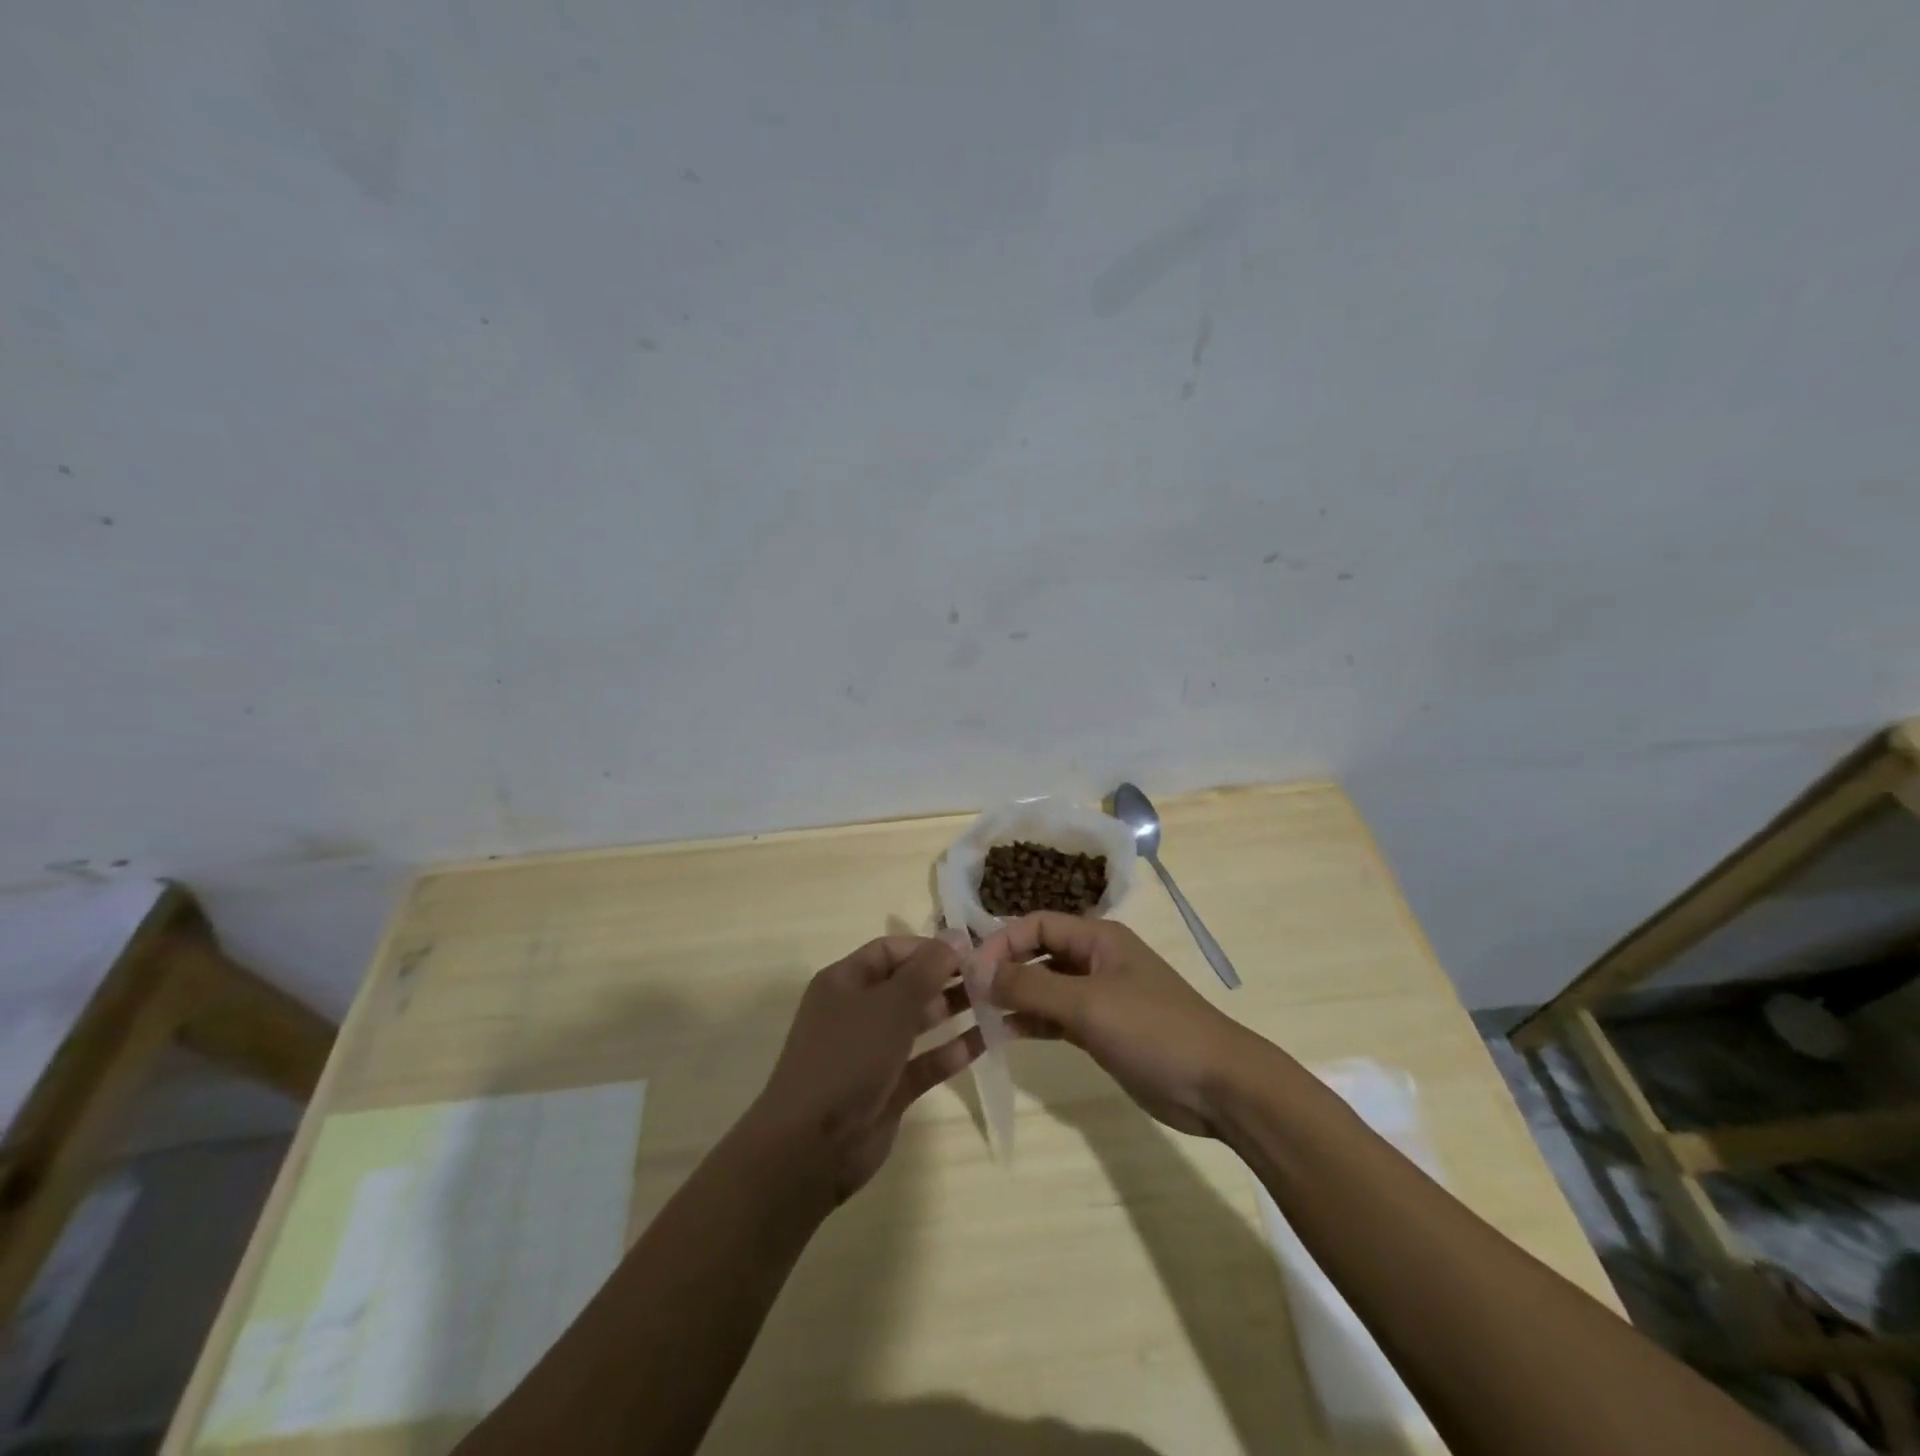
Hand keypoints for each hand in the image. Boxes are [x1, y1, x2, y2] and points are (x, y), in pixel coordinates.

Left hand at [749, 936, 983, 1204]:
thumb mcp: (889, 1005)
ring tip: (996, 1002)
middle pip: (907, 984)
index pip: (890, 950)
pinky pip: (924, 1062)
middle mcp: (856, 1011)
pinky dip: (951, 1052)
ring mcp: (872, 1052)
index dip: (928, 947)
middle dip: (945, 978)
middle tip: (991, 978)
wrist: (811, 1147)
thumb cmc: (848, 1058)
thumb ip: (926, 970)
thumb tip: (955, 937)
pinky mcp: (888, 1089)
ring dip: (952, 1011)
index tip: (970, 951)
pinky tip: (986, 1041)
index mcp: (844, 982)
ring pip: (918, 1022)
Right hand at [978, 913, 1255, 1136]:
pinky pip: (1057, 1017)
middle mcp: (1096, 959)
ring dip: (1015, 997)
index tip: (970, 971)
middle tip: (967, 994)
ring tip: (979, 1016)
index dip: (1002, 942)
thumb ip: (1031, 985)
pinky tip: (1006, 1036)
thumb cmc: (1154, 1030)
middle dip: (1005, 968)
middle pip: (1039, 952)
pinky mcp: (1103, 1030)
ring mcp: (1100, 996)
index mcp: (1098, 938)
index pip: (1036, 924)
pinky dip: (1033, 1022)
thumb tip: (978, 971)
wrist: (1218, 1086)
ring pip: (1046, 986)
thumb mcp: (1087, 1004)